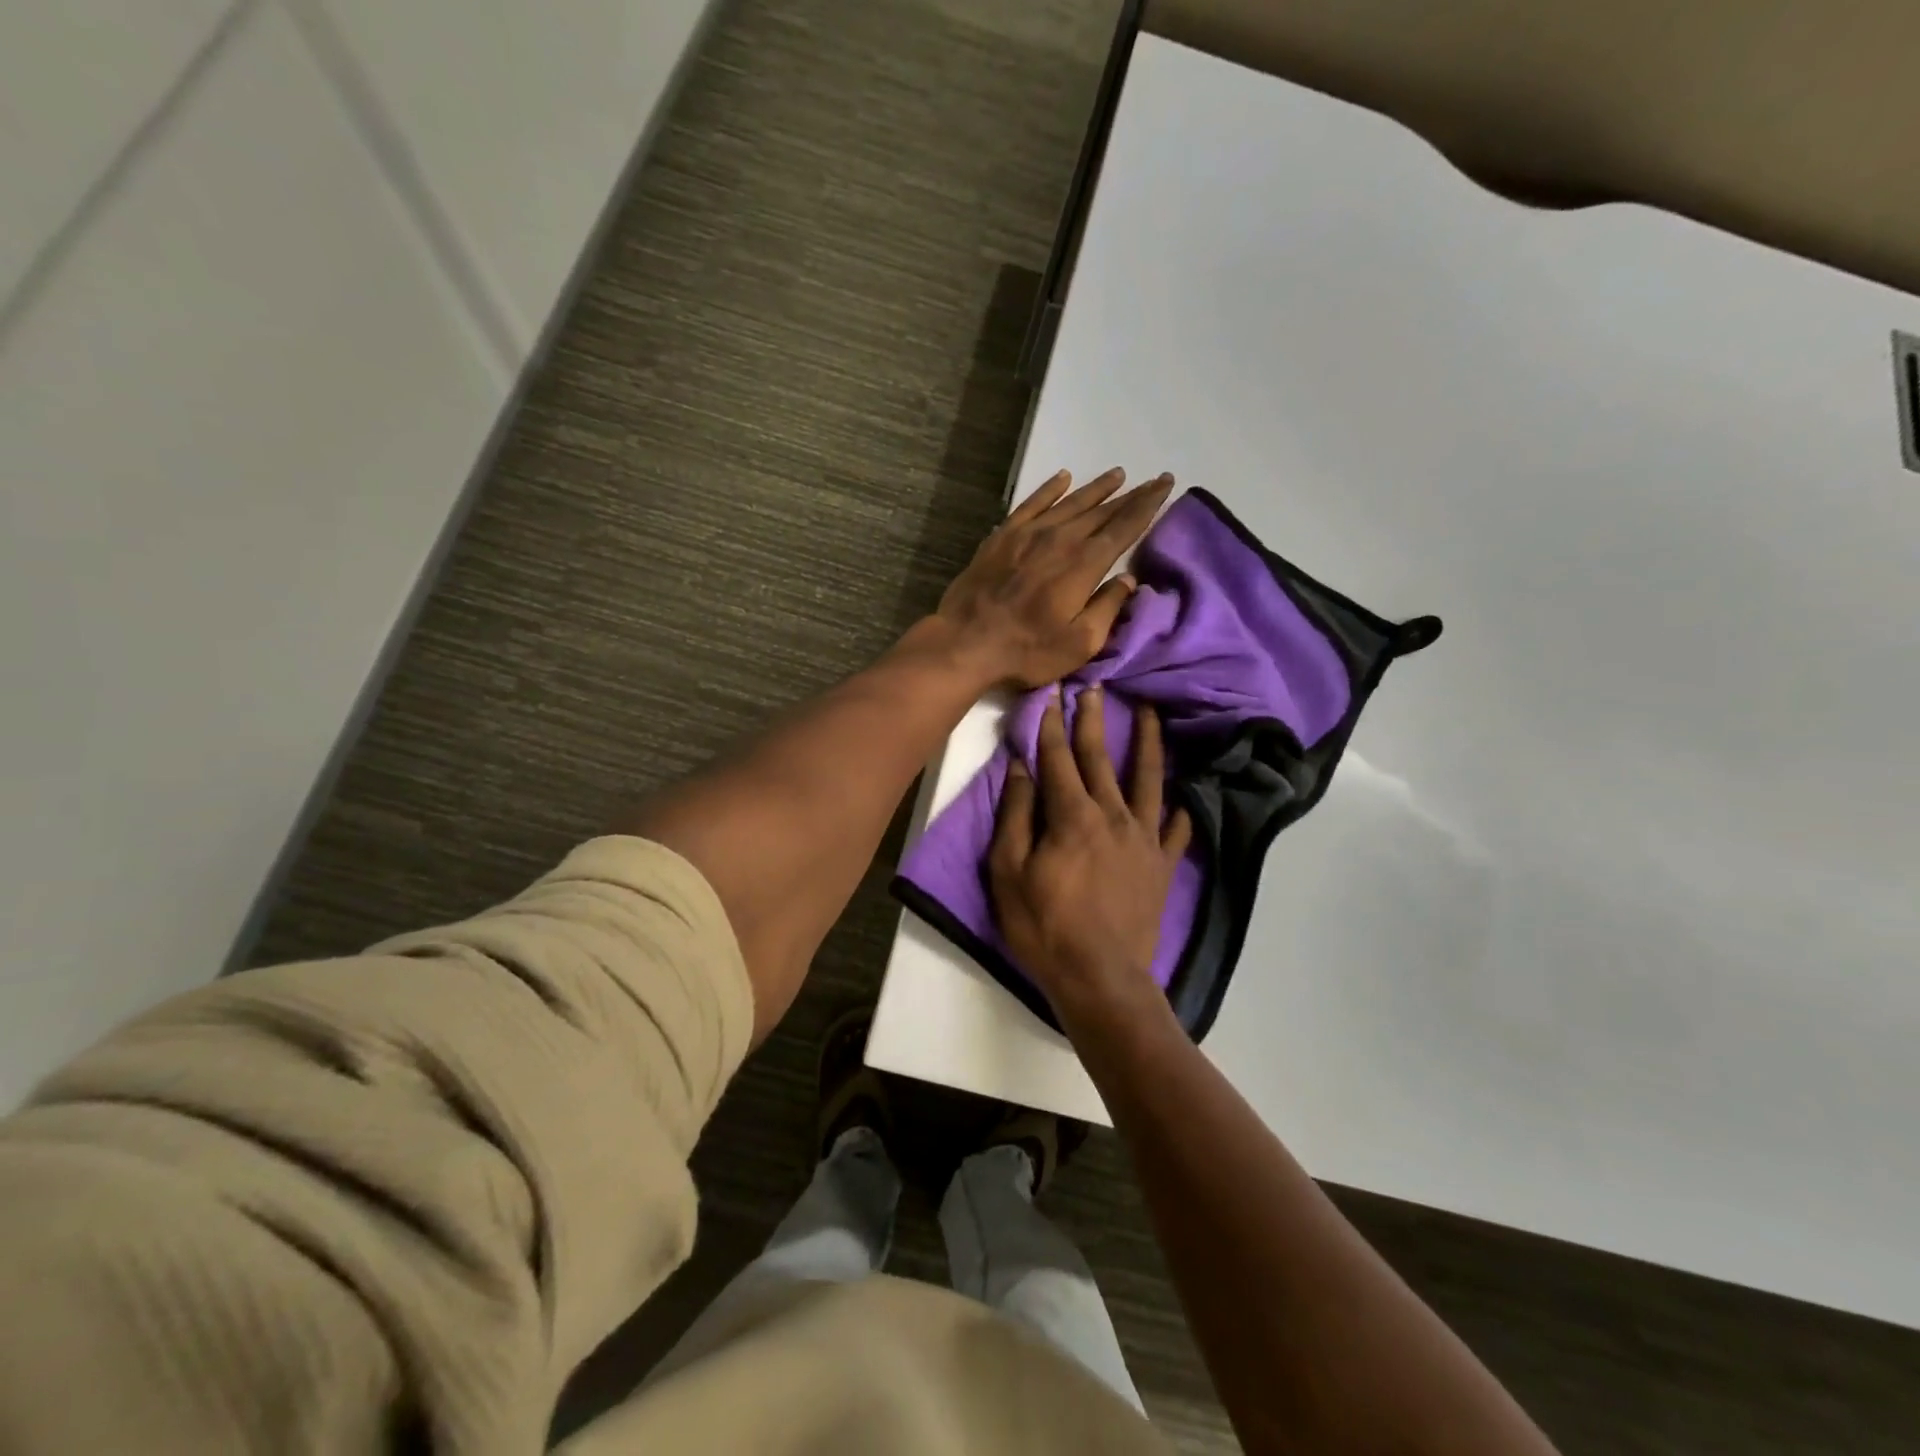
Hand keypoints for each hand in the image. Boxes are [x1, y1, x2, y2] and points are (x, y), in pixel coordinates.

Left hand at [933, 468, 1173, 688]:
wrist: (966, 642)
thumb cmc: (1028, 650)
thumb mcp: (1080, 643)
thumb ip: (1108, 608)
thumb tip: (1128, 580)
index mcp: (1084, 564)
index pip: (1124, 527)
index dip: (1147, 505)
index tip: (1165, 484)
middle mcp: (1060, 539)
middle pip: (1102, 511)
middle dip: (1130, 495)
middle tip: (1152, 480)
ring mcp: (1028, 534)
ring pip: (1070, 502)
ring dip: (1096, 489)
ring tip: (1117, 475)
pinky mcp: (1002, 536)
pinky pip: (1032, 504)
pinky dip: (1050, 489)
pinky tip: (1063, 478)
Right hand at [988, 686, 1192, 1027]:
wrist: (1101, 979)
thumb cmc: (1045, 927)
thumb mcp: (1008, 873)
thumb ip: (1015, 816)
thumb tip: (1020, 769)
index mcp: (1072, 816)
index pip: (1058, 758)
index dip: (1052, 724)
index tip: (1052, 693)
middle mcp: (1113, 816)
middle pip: (1101, 759)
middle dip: (1094, 720)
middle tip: (1095, 686)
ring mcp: (1143, 840)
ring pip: (1148, 781)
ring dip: (1147, 745)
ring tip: (1151, 714)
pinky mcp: (1162, 867)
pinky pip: (1174, 832)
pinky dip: (1178, 813)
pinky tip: (1181, 802)